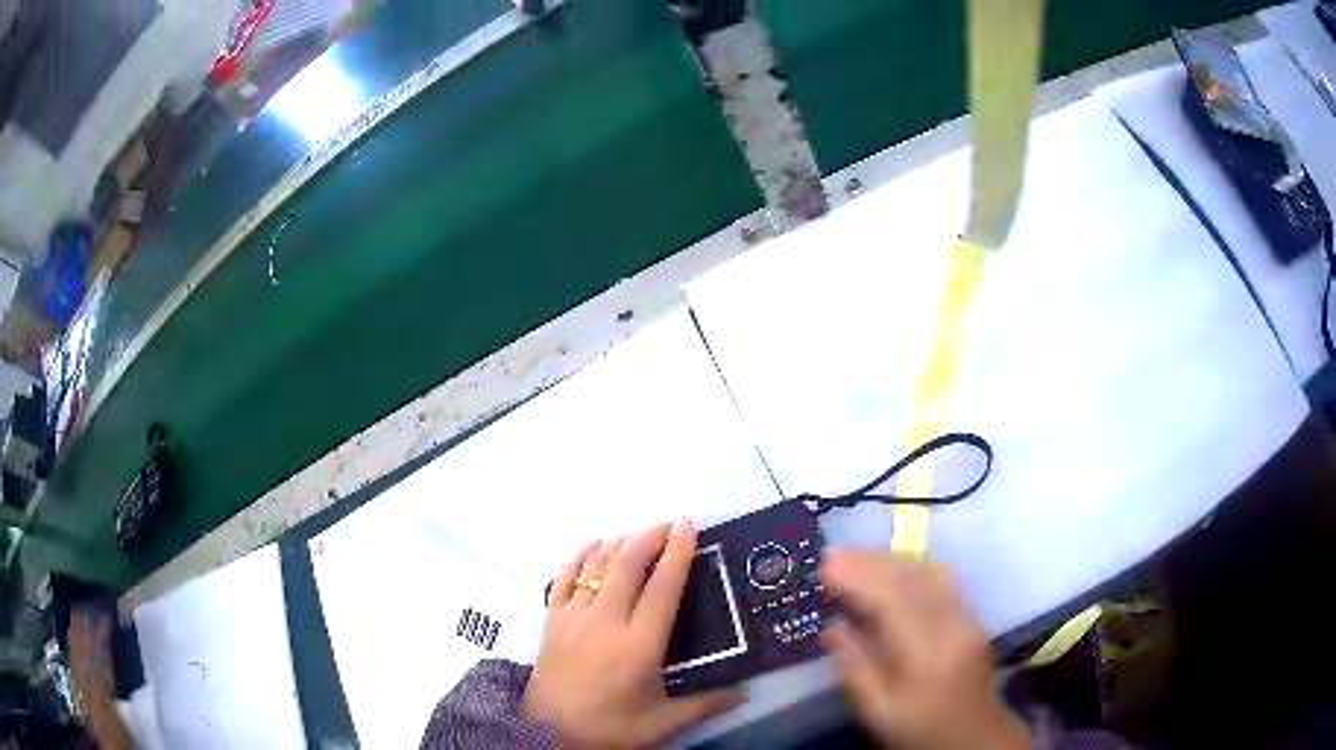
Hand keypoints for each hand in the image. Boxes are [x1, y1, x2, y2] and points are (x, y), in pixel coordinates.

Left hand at [523, 519, 744, 747]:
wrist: (548, 733)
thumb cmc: (609, 728)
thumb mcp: (662, 722)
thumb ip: (705, 705)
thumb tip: (745, 694)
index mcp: (639, 644)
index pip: (663, 586)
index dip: (678, 551)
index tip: (689, 525)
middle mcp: (606, 621)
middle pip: (628, 563)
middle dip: (651, 535)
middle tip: (671, 522)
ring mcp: (574, 616)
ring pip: (598, 564)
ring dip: (621, 541)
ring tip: (640, 533)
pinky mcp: (552, 619)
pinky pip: (566, 576)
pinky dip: (581, 554)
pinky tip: (594, 545)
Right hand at [821, 553, 1030, 749]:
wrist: (974, 735)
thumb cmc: (919, 729)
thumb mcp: (877, 712)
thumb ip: (854, 669)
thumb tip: (831, 628)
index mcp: (927, 654)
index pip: (892, 602)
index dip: (859, 578)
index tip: (825, 566)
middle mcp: (952, 625)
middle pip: (911, 580)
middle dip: (870, 562)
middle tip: (833, 554)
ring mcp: (966, 617)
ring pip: (927, 574)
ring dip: (889, 560)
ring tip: (854, 556)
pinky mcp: (971, 615)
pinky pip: (940, 579)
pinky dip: (910, 568)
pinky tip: (891, 568)